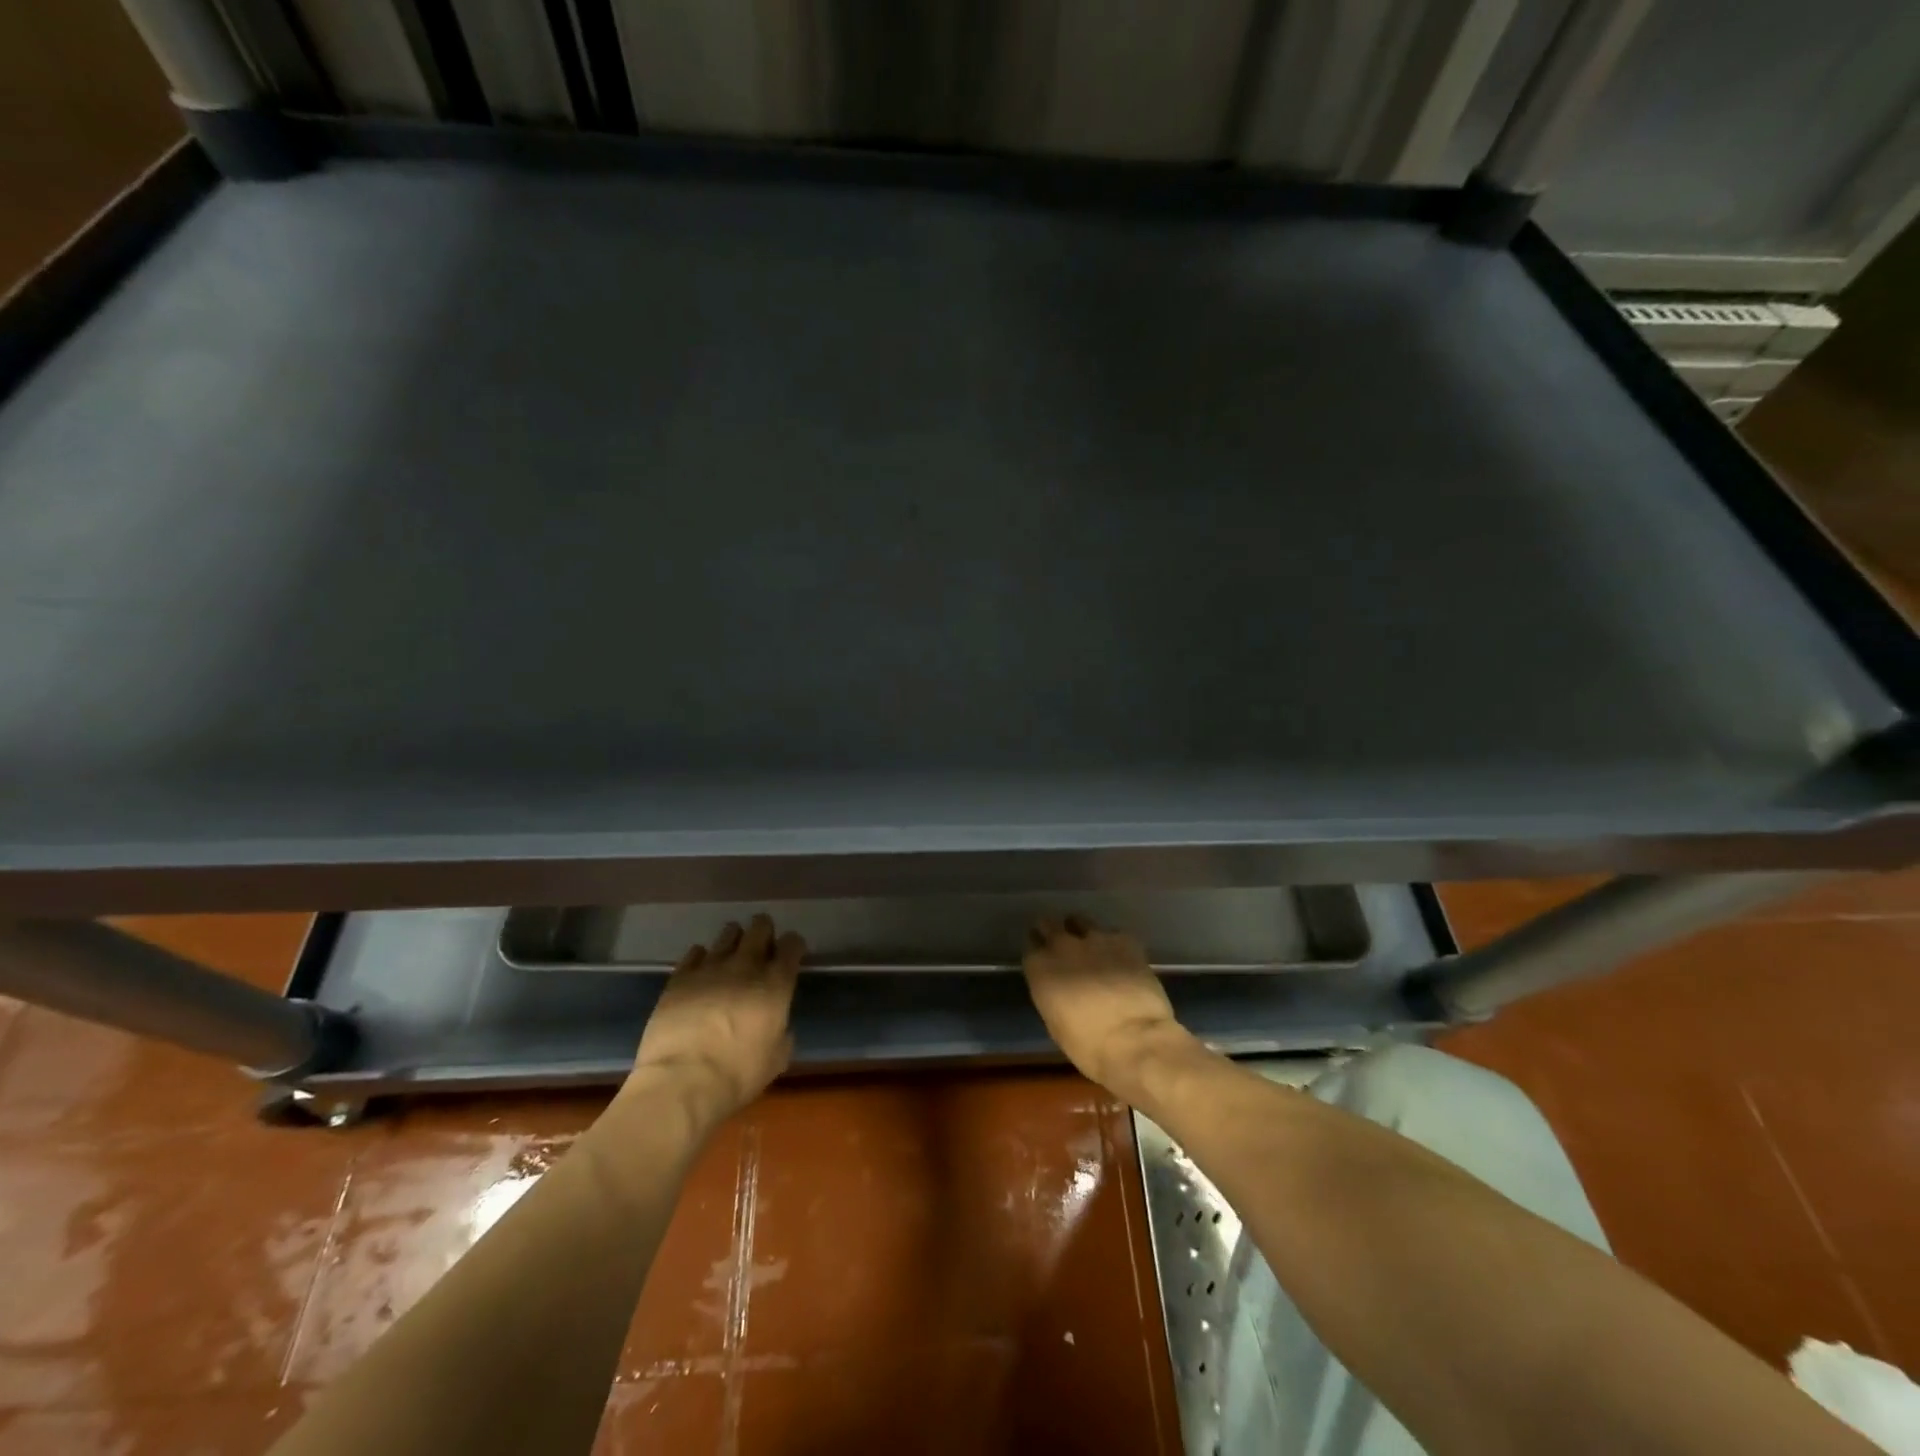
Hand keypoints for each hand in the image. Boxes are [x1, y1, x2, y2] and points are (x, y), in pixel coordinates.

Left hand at [631, 914, 803, 1118]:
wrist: (682, 1082)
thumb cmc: (737, 1075)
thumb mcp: (776, 1059)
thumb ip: (782, 1032)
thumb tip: (777, 1024)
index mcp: (775, 984)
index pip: (792, 944)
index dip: (793, 946)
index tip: (791, 955)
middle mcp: (746, 966)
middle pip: (760, 927)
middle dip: (764, 931)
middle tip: (762, 945)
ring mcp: (710, 967)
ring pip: (728, 933)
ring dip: (734, 939)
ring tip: (731, 954)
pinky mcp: (680, 976)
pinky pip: (695, 952)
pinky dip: (702, 957)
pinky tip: (702, 970)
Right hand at [1023, 916, 1197, 1098]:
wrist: (1135, 1041)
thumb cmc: (1089, 1047)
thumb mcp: (1056, 1023)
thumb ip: (1052, 994)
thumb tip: (1059, 987)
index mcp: (1040, 969)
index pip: (1030, 946)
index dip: (1037, 950)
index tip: (1042, 957)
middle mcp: (1062, 946)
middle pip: (1049, 924)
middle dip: (1052, 930)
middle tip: (1061, 943)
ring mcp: (1094, 938)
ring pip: (1080, 920)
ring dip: (1081, 931)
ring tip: (1092, 945)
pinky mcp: (1124, 940)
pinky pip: (1113, 933)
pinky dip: (1113, 942)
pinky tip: (1121, 956)